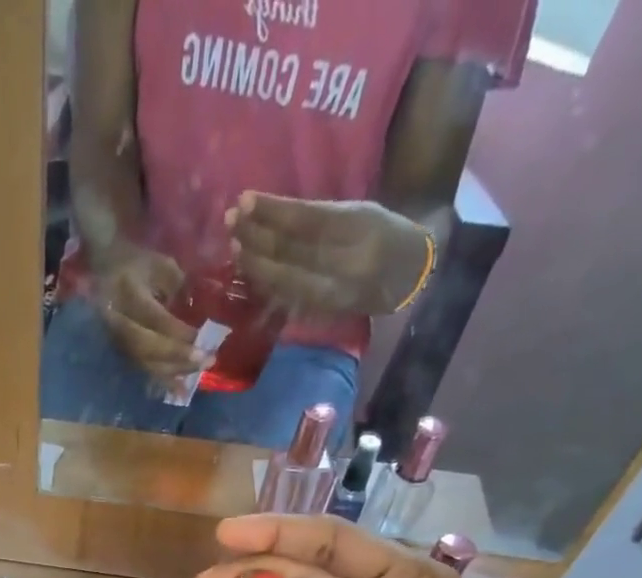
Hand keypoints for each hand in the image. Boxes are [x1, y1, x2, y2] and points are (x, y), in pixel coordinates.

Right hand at [90, 243, 206, 380]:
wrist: (103, 269)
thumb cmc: (137, 263)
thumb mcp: (160, 264)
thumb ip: (178, 287)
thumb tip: (198, 314)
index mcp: (128, 292)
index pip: (153, 318)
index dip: (177, 332)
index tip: (201, 338)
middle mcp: (118, 320)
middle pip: (146, 346)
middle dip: (177, 356)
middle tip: (206, 361)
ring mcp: (115, 339)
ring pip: (144, 362)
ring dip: (173, 372)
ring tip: (198, 374)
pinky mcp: (120, 351)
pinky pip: (142, 369)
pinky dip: (162, 381)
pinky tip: (180, 391)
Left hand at [227, 192, 432, 317]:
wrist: (410, 277)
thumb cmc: (383, 234)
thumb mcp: (358, 213)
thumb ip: (318, 216)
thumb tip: (269, 214)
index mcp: (359, 229)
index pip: (306, 222)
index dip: (272, 212)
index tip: (244, 200)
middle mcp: (346, 264)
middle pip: (291, 252)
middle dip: (257, 237)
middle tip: (231, 222)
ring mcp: (334, 293)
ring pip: (285, 279)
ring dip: (256, 264)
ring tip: (236, 245)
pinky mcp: (325, 314)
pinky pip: (288, 299)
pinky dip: (267, 285)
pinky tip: (250, 271)